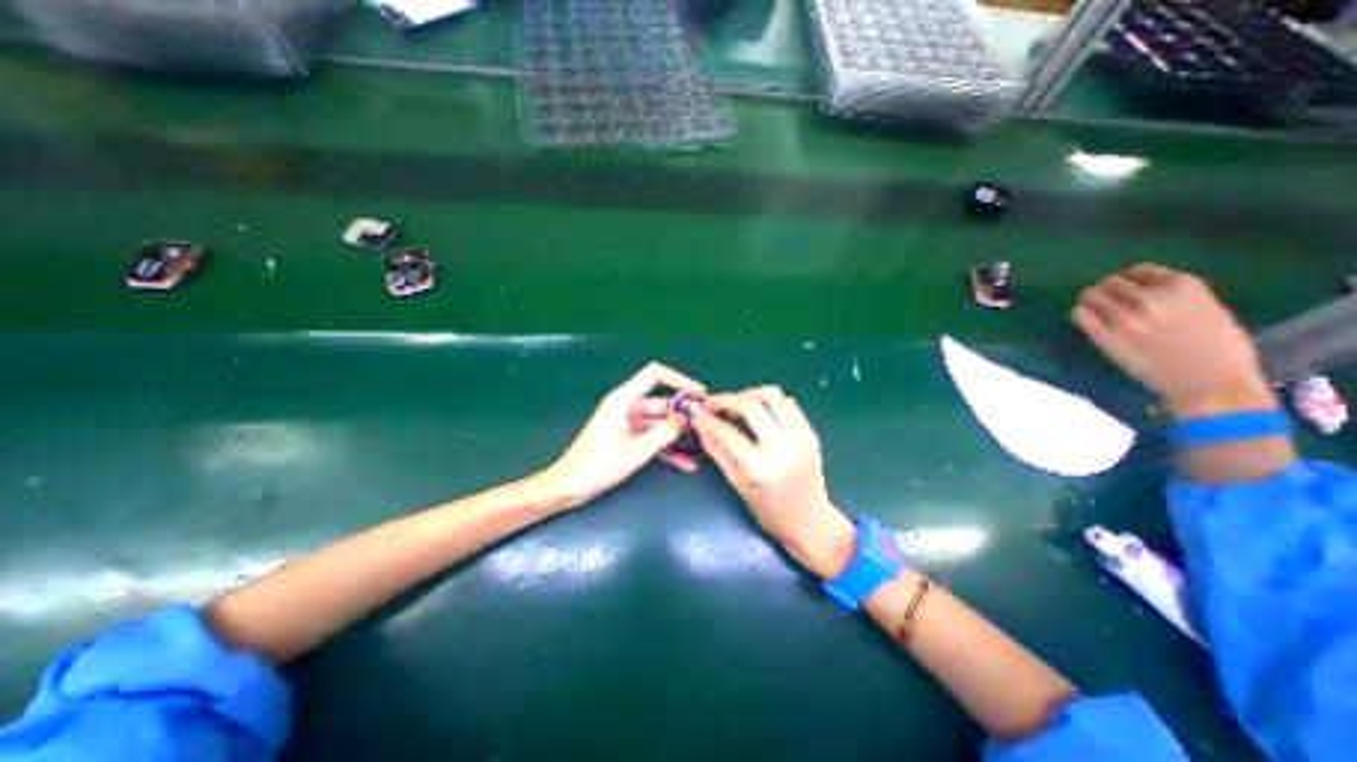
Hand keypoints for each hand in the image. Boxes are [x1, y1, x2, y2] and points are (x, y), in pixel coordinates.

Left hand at [535, 364, 704, 507]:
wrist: (569, 487)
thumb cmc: (598, 465)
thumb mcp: (637, 450)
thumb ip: (665, 431)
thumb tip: (689, 414)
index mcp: (624, 399)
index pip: (654, 374)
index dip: (678, 379)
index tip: (699, 394)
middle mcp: (628, 406)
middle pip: (662, 401)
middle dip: (684, 412)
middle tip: (708, 423)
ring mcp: (629, 423)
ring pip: (660, 422)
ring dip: (679, 433)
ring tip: (703, 443)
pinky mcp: (629, 438)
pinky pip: (653, 438)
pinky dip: (668, 448)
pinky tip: (687, 463)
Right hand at [692, 386, 851, 577]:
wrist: (810, 521)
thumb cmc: (768, 510)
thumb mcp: (736, 483)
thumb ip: (716, 449)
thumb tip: (698, 422)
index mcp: (759, 468)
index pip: (726, 432)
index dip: (706, 417)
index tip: (694, 408)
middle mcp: (782, 448)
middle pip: (750, 405)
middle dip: (726, 399)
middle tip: (714, 403)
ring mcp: (800, 437)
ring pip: (772, 395)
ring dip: (749, 394)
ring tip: (737, 405)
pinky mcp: (811, 433)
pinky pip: (787, 404)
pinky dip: (769, 402)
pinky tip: (759, 412)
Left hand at [1072, 263, 1272, 414]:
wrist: (1210, 383)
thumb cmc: (1221, 351)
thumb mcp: (1209, 309)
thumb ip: (1176, 298)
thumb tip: (1149, 292)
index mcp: (1183, 286)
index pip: (1141, 270)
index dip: (1130, 279)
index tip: (1127, 286)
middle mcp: (1149, 297)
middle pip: (1111, 282)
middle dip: (1107, 289)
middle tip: (1107, 300)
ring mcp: (1123, 317)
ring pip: (1090, 295)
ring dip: (1090, 300)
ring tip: (1094, 308)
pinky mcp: (1104, 336)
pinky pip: (1080, 315)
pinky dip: (1080, 313)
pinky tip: (1085, 318)